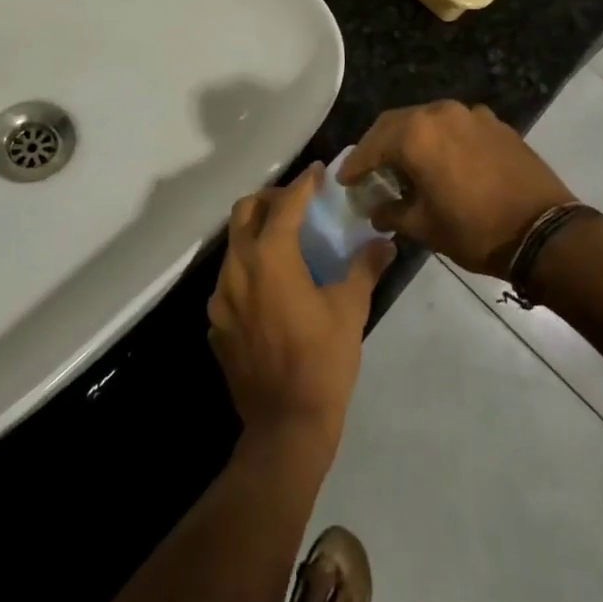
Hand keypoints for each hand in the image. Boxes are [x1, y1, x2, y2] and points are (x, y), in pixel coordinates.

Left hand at [208, 166, 394, 458]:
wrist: (285, 428)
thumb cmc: (322, 361)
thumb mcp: (350, 309)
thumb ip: (365, 267)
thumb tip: (385, 242)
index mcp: (270, 258)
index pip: (286, 204)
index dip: (304, 184)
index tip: (319, 173)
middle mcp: (238, 269)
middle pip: (245, 212)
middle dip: (271, 199)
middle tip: (298, 203)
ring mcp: (221, 298)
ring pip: (233, 246)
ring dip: (257, 232)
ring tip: (286, 241)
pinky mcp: (217, 325)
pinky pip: (229, 281)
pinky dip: (249, 268)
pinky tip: (272, 287)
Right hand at [341, 100, 575, 277]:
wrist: (543, 230)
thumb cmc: (475, 230)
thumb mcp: (425, 227)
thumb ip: (393, 212)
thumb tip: (376, 209)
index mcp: (416, 134)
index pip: (372, 144)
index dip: (355, 164)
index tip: (345, 180)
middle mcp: (440, 113)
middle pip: (397, 123)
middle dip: (379, 145)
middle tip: (369, 169)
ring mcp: (470, 114)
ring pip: (427, 120)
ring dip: (410, 139)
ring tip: (404, 164)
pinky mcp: (494, 123)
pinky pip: (455, 125)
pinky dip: (440, 139)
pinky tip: (442, 161)